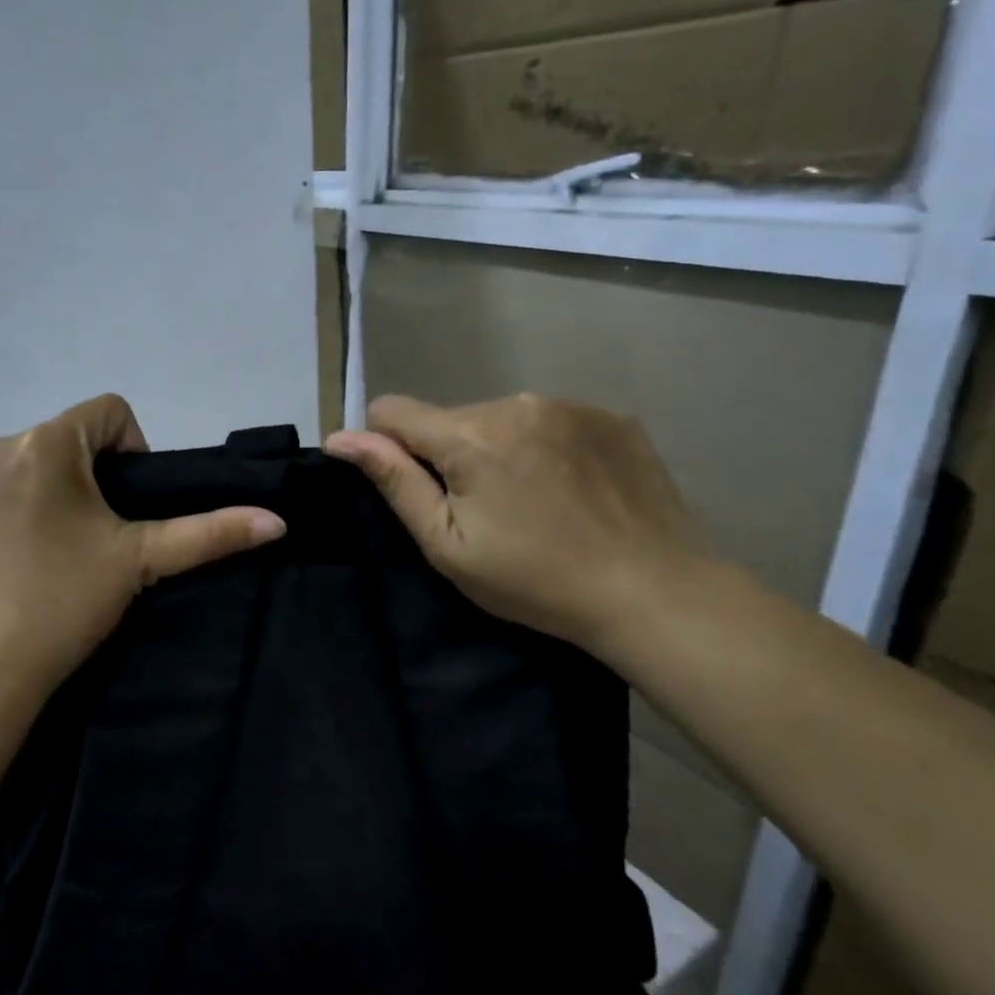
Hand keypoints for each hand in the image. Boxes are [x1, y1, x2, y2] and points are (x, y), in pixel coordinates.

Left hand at [0, 394, 285, 709]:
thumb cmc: (63, 603)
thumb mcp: (141, 562)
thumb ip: (210, 533)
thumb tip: (277, 521)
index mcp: (45, 443)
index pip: (109, 412)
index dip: (134, 450)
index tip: (129, 506)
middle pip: (64, 441)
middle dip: (88, 478)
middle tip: (95, 539)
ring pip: (21, 468)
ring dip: (45, 495)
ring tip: (52, 555)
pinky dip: (3, 516)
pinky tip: (9, 566)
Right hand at [325, 394, 707, 652]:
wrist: (654, 592)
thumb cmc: (534, 580)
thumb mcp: (448, 544)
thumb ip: (394, 481)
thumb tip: (340, 437)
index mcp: (470, 434)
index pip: (392, 410)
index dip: (388, 447)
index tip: (420, 490)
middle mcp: (516, 402)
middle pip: (450, 418)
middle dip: (450, 454)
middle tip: (485, 512)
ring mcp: (570, 404)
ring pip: (500, 418)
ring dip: (498, 448)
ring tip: (532, 502)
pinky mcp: (610, 416)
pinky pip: (550, 420)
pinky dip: (545, 446)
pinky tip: (570, 489)